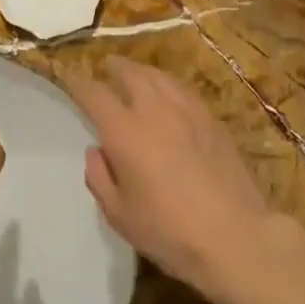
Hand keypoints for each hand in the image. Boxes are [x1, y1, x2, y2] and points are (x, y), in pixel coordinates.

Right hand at [71, 58, 285, 298]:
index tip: (69, 79)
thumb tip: (96, 151)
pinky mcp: (211, 119)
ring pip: (158, 76)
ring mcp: (186, 110)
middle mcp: (153, 110)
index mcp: (124, 131)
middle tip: (105, 68)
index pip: (93, 93)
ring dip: (141, 71)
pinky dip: (167, 84)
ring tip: (135, 74)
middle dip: (113, 67)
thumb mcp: (119, 214)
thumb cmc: (169, 231)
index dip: (78, 83)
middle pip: (129, 73)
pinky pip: (182, 89)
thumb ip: (99, 178)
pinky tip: (169, 93)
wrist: (234, 236)